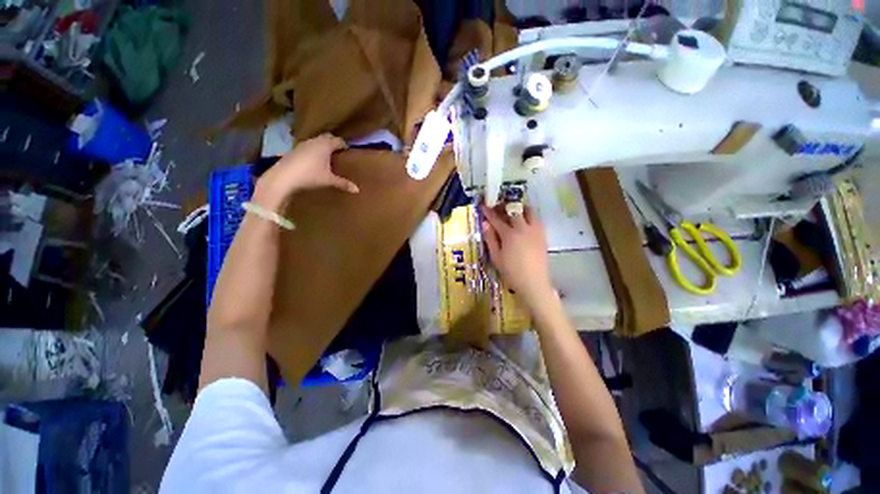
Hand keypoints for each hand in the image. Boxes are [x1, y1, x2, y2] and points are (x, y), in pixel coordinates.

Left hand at [254, 134, 357, 207]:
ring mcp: (303, 144)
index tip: (348, 151)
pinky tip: (314, 161)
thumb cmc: (310, 175)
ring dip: (322, 146)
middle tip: (339, 152)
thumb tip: (357, 190)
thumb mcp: (329, 180)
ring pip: (316, 141)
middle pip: (327, 137)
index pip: (338, 140)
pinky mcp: (294, 150)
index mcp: (325, 145)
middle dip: (333, 142)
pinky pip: (308, 147)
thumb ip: (343, 183)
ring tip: (328, 156)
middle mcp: (314, 141)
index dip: (344, 145)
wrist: (283, 176)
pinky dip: (314, 151)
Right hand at [481, 204, 553, 308]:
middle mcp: (523, 228)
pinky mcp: (543, 235)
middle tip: (498, 207)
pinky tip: (524, 223)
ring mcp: (535, 230)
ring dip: (520, 208)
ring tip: (513, 212)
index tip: (483, 204)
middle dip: (505, 206)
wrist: (534, 282)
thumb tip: (485, 223)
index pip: (497, 218)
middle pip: (514, 210)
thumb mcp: (496, 257)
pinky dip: (529, 216)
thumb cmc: (511, 272)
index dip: (488, 211)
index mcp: (509, 234)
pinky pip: (536, 219)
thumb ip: (490, 239)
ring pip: (529, 211)